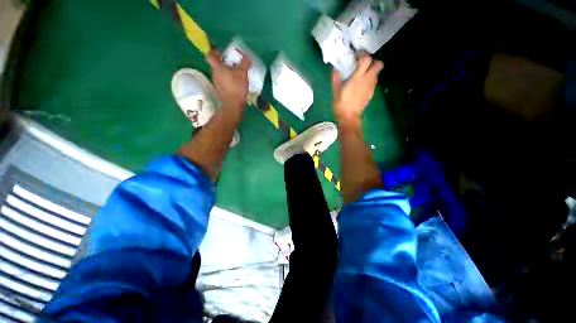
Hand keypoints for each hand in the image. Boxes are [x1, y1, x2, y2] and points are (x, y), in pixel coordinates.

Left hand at [206, 50, 250, 111]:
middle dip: (224, 64)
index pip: (210, 56)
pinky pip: (223, 84)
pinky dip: (228, 82)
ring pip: (220, 76)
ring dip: (227, 74)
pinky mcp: (221, 93)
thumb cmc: (236, 87)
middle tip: (233, 64)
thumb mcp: (242, 74)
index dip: (214, 52)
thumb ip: (244, 64)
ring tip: (237, 76)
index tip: (221, 53)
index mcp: (217, 68)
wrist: (232, 106)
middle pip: (216, 66)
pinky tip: (237, 86)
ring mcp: (217, 85)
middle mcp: (214, 75)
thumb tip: (247, 54)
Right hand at [332, 54, 382, 123]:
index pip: (367, 59)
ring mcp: (371, 87)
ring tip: (361, 75)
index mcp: (357, 77)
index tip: (356, 57)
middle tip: (362, 65)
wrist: (348, 117)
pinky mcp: (372, 93)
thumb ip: (335, 78)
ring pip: (377, 73)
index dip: (363, 55)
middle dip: (372, 62)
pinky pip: (374, 82)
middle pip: (378, 64)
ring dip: (371, 71)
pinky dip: (370, 80)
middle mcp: (367, 79)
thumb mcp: (335, 90)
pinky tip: (362, 85)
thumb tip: (334, 69)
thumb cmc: (340, 104)